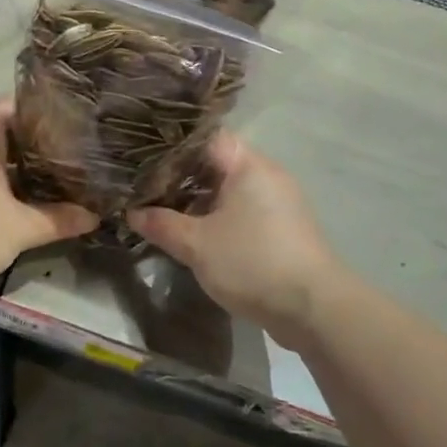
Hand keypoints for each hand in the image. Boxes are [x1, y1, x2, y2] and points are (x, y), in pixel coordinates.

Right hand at [128, 134, 336, 346]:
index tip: (142, 154)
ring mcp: (279, 203)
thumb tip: (133, 212)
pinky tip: (194, 233)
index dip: (172, 144)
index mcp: (248, 165)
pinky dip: (218, 217)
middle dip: (181, 176)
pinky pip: (243, 211)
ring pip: (229, 190)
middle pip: (216, 164)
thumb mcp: (197, 245)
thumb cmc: (252, 262)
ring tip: (162, 210)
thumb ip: (162, 225)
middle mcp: (267, 175)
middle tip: (144, 185)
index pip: (205, 137)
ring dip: (199, 200)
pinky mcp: (283, 229)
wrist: (313, 309)